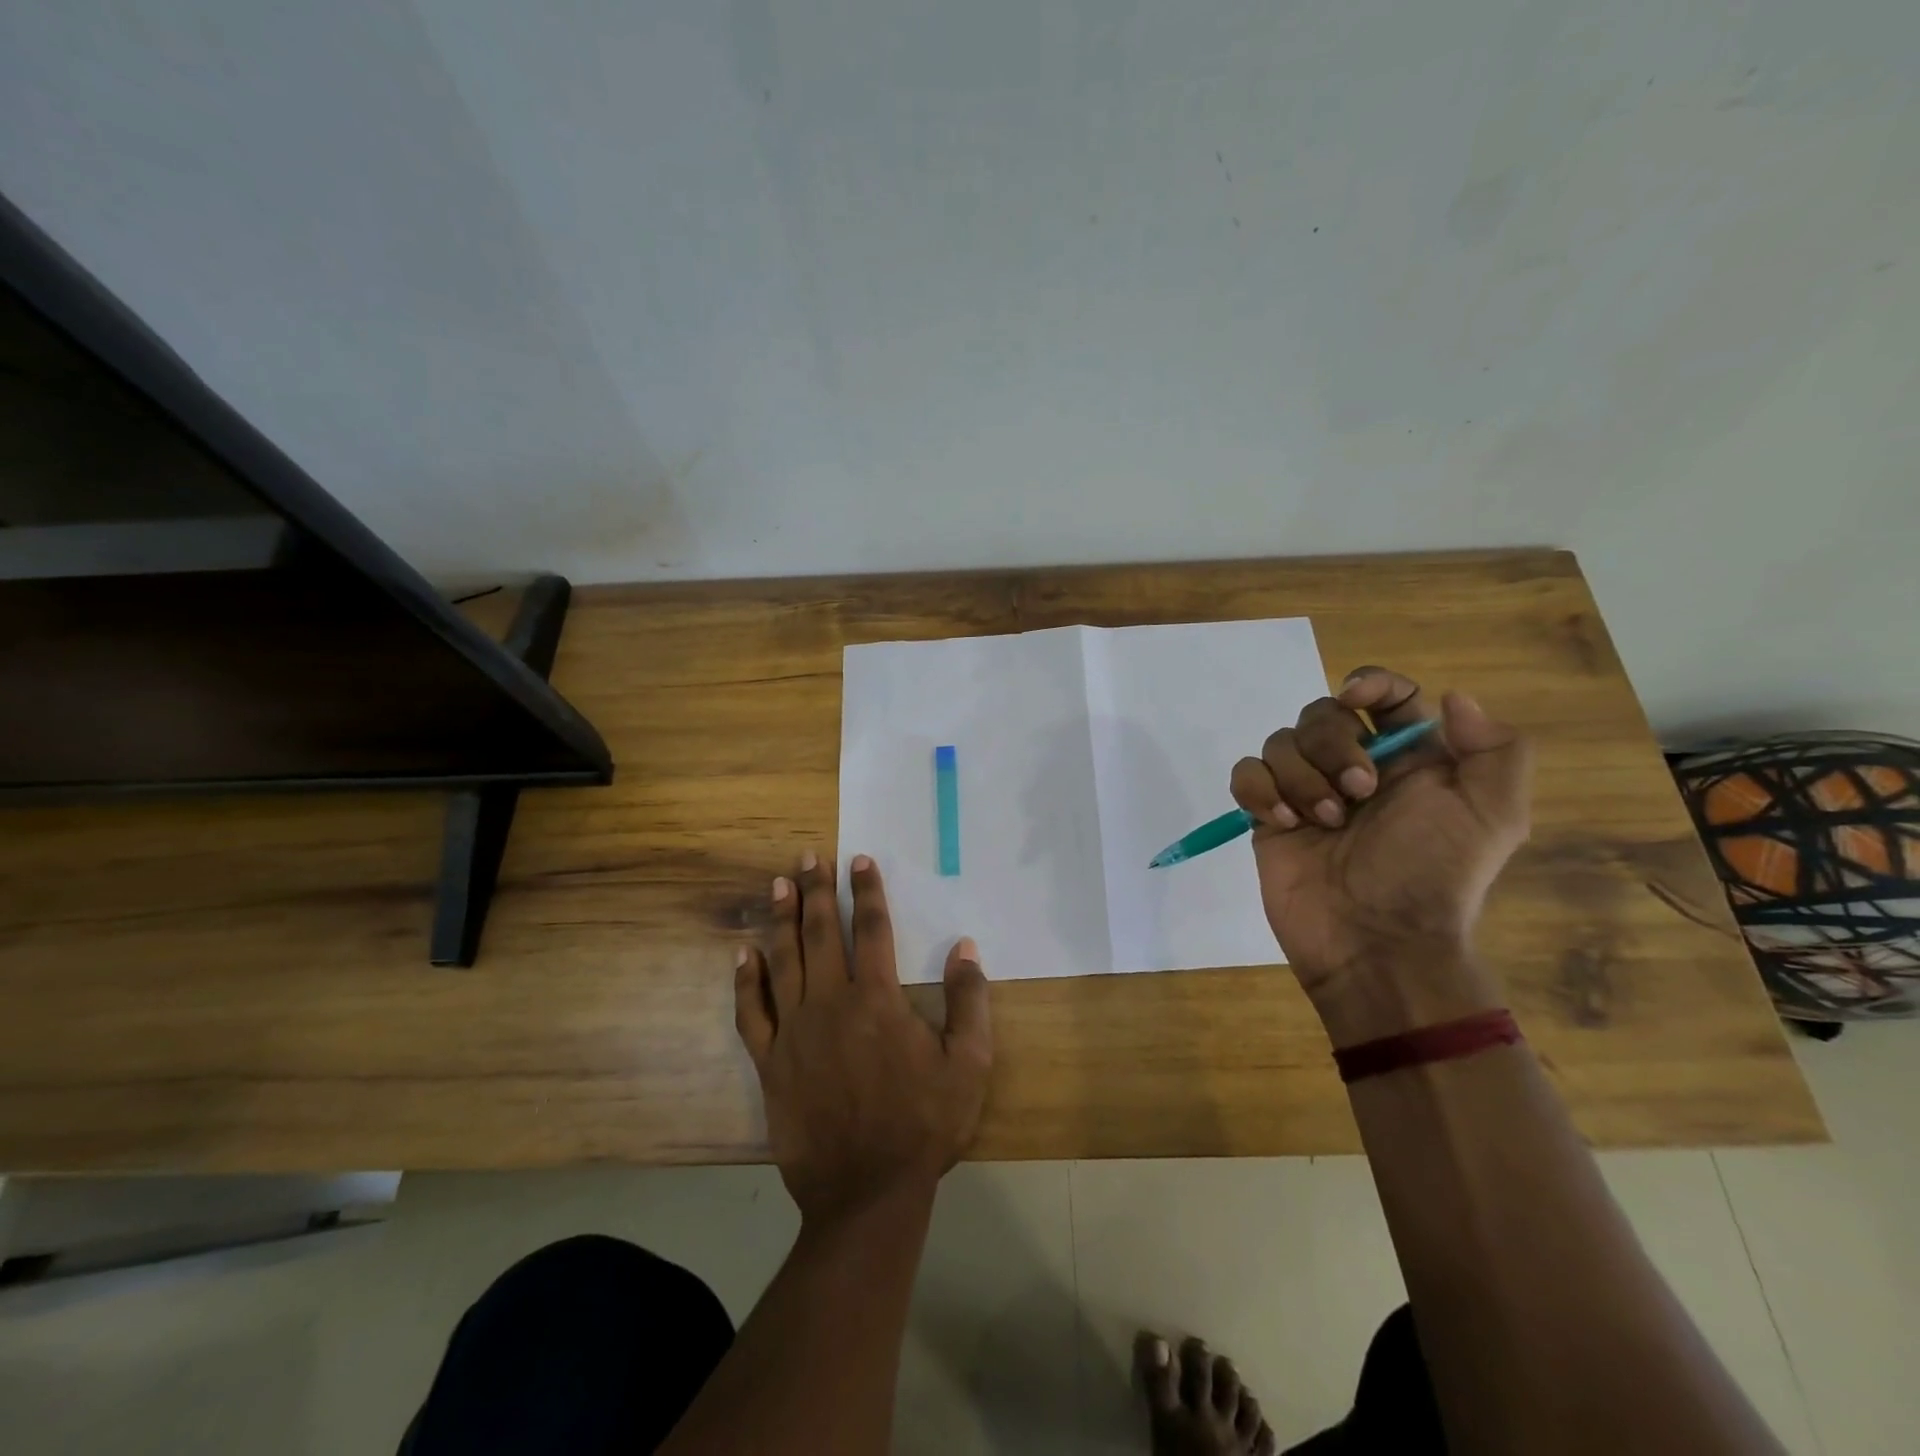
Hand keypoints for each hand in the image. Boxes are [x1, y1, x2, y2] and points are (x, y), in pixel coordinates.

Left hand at [735, 851, 992, 1224]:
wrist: (866, 1193)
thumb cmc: (923, 1126)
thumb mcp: (969, 1065)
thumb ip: (970, 1001)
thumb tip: (966, 947)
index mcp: (877, 999)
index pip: (871, 928)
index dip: (866, 890)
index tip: (859, 859)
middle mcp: (831, 1003)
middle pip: (821, 933)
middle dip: (816, 891)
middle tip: (809, 856)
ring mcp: (795, 1032)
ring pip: (784, 961)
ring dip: (781, 919)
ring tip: (778, 885)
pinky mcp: (771, 1063)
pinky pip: (752, 1013)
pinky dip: (747, 982)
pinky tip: (744, 955)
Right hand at [1229, 667, 1531, 1042]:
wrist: (1375, 942)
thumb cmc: (1432, 875)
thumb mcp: (1493, 816)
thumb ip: (1494, 749)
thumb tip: (1451, 698)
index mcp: (1409, 759)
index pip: (1386, 695)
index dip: (1370, 683)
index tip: (1358, 699)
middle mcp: (1355, 767)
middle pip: (1322, 713)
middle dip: (1332, 746)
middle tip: (1358, 794)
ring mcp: (1305, 791)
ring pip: (1281, 742)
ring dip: (1300, 776)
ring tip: (1322, 822)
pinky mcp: (1267, 816)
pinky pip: (1246, 774)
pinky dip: (1259, 789)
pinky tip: (1282, 822)